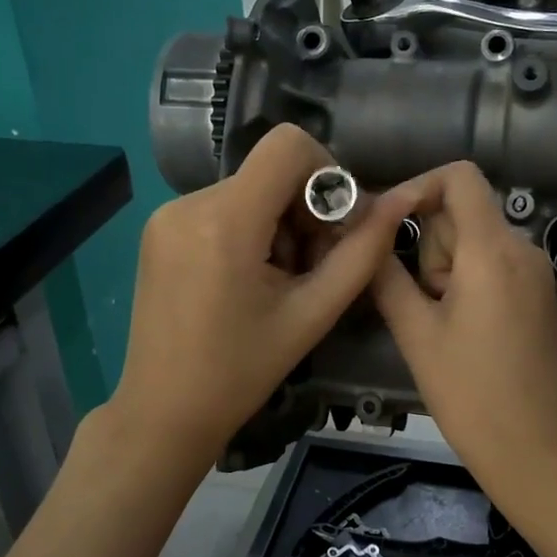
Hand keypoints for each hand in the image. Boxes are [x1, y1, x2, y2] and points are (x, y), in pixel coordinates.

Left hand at [113, 125, 419, 470]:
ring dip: (278, 225)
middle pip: (271, 171)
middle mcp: (189, 202)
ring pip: (249, 189)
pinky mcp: (158, 229)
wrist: (164, 412)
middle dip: (304, 210)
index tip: (335, 224)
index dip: (326, 173)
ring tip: (279, 283)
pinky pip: (221, 207)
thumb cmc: (241, 372)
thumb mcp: (312, 314)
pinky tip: (248, 281)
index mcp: (225, 220)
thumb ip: (361, 253)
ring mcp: (166, 214)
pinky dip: (249, 231)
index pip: (288, 145)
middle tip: (311, 269)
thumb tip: (397, 202)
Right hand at [373, 163, 556, 512]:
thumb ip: (386, 274)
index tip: (386, 223)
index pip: (459, 177)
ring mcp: (537, 273)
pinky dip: (467, 281)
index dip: (417, 186)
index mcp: (493, 251)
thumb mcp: (415, 332)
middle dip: (430, 247)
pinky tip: (462, 330)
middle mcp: (523, 249)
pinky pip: (494, 265)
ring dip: (446, 270)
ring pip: (475, 242)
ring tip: (442, 326)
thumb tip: (365, 233)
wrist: (532, 447)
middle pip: (463, 213)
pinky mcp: (540, 296)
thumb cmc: (469, 392)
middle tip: (421, 304)